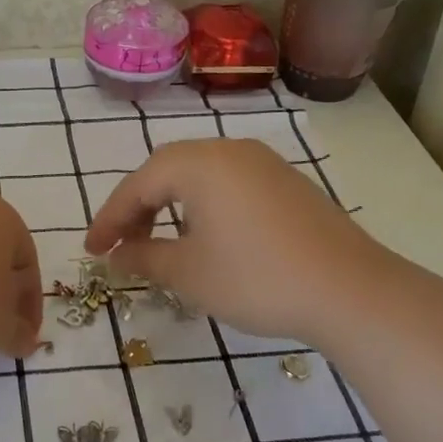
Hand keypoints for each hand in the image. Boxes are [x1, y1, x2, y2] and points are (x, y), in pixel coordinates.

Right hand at [85, 138, 381, 346]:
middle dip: (139, 207)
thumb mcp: (189, 273)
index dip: (110, 219)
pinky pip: (230, 184)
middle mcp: (230, 151)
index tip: (92, 251)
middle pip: (167, 170)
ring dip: (171, 205)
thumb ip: (145, 257)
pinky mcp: (288, 183)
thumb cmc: (256, 278)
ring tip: (160, 243)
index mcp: (199, 164)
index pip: (138, 185)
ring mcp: (264, 164)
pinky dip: (205, 206)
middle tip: (123, 245)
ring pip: (200, 176)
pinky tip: (207, 238)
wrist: (350, 290)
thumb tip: (117, 255)